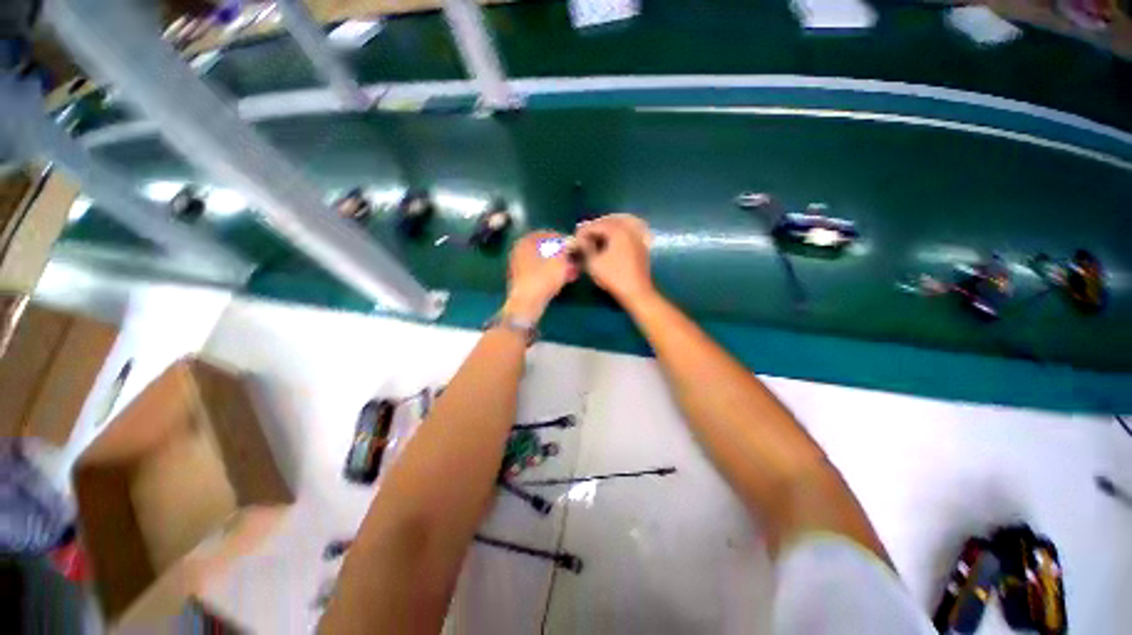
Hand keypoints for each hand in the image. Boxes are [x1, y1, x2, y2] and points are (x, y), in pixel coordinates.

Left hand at [503, 231, 579, 321]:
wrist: (528, 302)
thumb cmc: (544, 276)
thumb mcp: (560, 258)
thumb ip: (566, 246)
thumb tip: (569, 241)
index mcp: (526, 240)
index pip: (549, 234)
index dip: (564, 240)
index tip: (575, 247)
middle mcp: (520, 250)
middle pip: (546, 248)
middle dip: (562, 254)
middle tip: (574, 259)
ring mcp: (519, 265)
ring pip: (544, 261)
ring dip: (558, 265)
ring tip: (572, 270)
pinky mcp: (522, 279)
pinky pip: (540, 272)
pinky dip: (551, 273)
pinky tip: (563, 279)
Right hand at [575, 214, 654, 304]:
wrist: (636, 291)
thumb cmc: (613, 277)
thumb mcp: (594, 263)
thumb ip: (586, 247)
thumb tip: (581, 239)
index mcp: (617, 231)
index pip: (597, 225)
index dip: (584, 230)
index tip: (575, 237)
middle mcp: (629, 229)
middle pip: (610, 220)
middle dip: (596, 226)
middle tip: (584, 235)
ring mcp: (638, 236)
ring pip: (622, 223)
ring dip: (608, 226)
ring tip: (598, 234)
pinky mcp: (642, 244)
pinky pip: (631, 229)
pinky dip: (621, 229)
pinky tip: (615, 236)